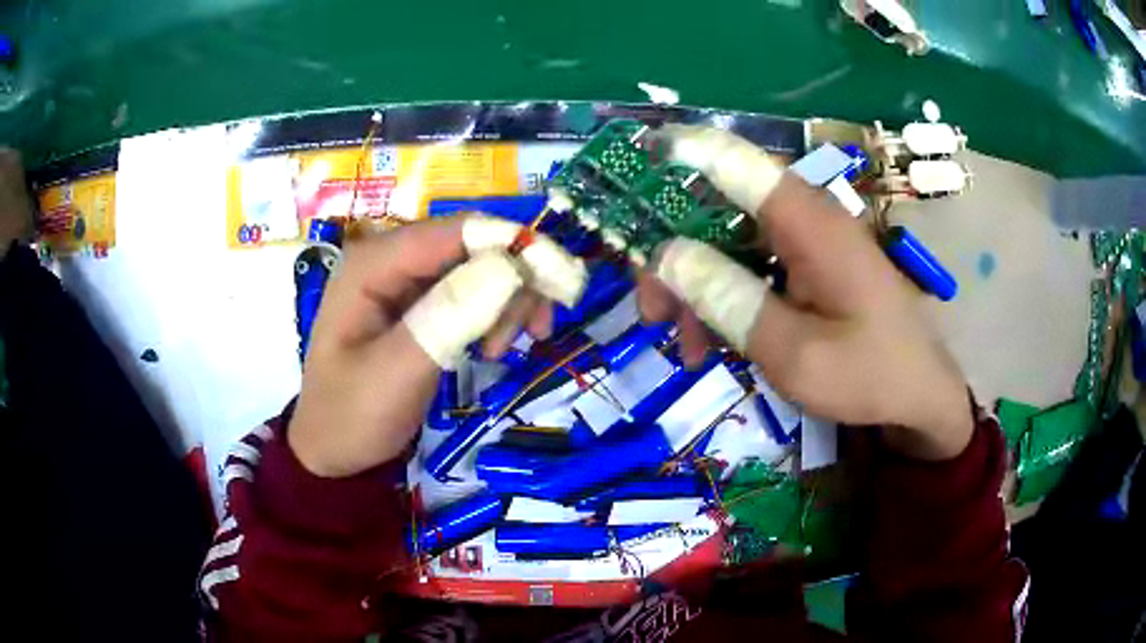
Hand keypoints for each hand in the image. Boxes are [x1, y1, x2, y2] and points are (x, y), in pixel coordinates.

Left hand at [289, 216, 580, 477]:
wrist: (332, 449)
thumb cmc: (352, 415)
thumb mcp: (396, 373)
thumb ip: (447, 318)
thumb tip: (509, 268)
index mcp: (373, 263)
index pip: (456, 231)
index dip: (514, 244)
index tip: (561, 280)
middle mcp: (391, 258)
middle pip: (473, 244)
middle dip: (513, 281)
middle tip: (535, 332)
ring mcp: (404, 280)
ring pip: (479, 267)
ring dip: (506, 302)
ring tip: (504, 350)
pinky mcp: (418, 303)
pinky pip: (470, 291)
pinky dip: (494, 314)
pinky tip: (494, 347)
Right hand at [640, 126, 971, 459]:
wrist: (920, 395)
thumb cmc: (870, 375)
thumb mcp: (795, 353)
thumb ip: (730, 301)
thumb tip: (666, 255)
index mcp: (808, 222)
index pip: (734, 161)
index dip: (679, 154)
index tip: (630, 167)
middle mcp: (804, 218)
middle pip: (719, 209)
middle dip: (676, 255)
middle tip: (651, 312)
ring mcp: (806, 242)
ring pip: (728, 243)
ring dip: (696, 288)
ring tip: (685, 347)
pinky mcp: (809, 265)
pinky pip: (752, 267)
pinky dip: (725, 299)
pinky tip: (712, 344)